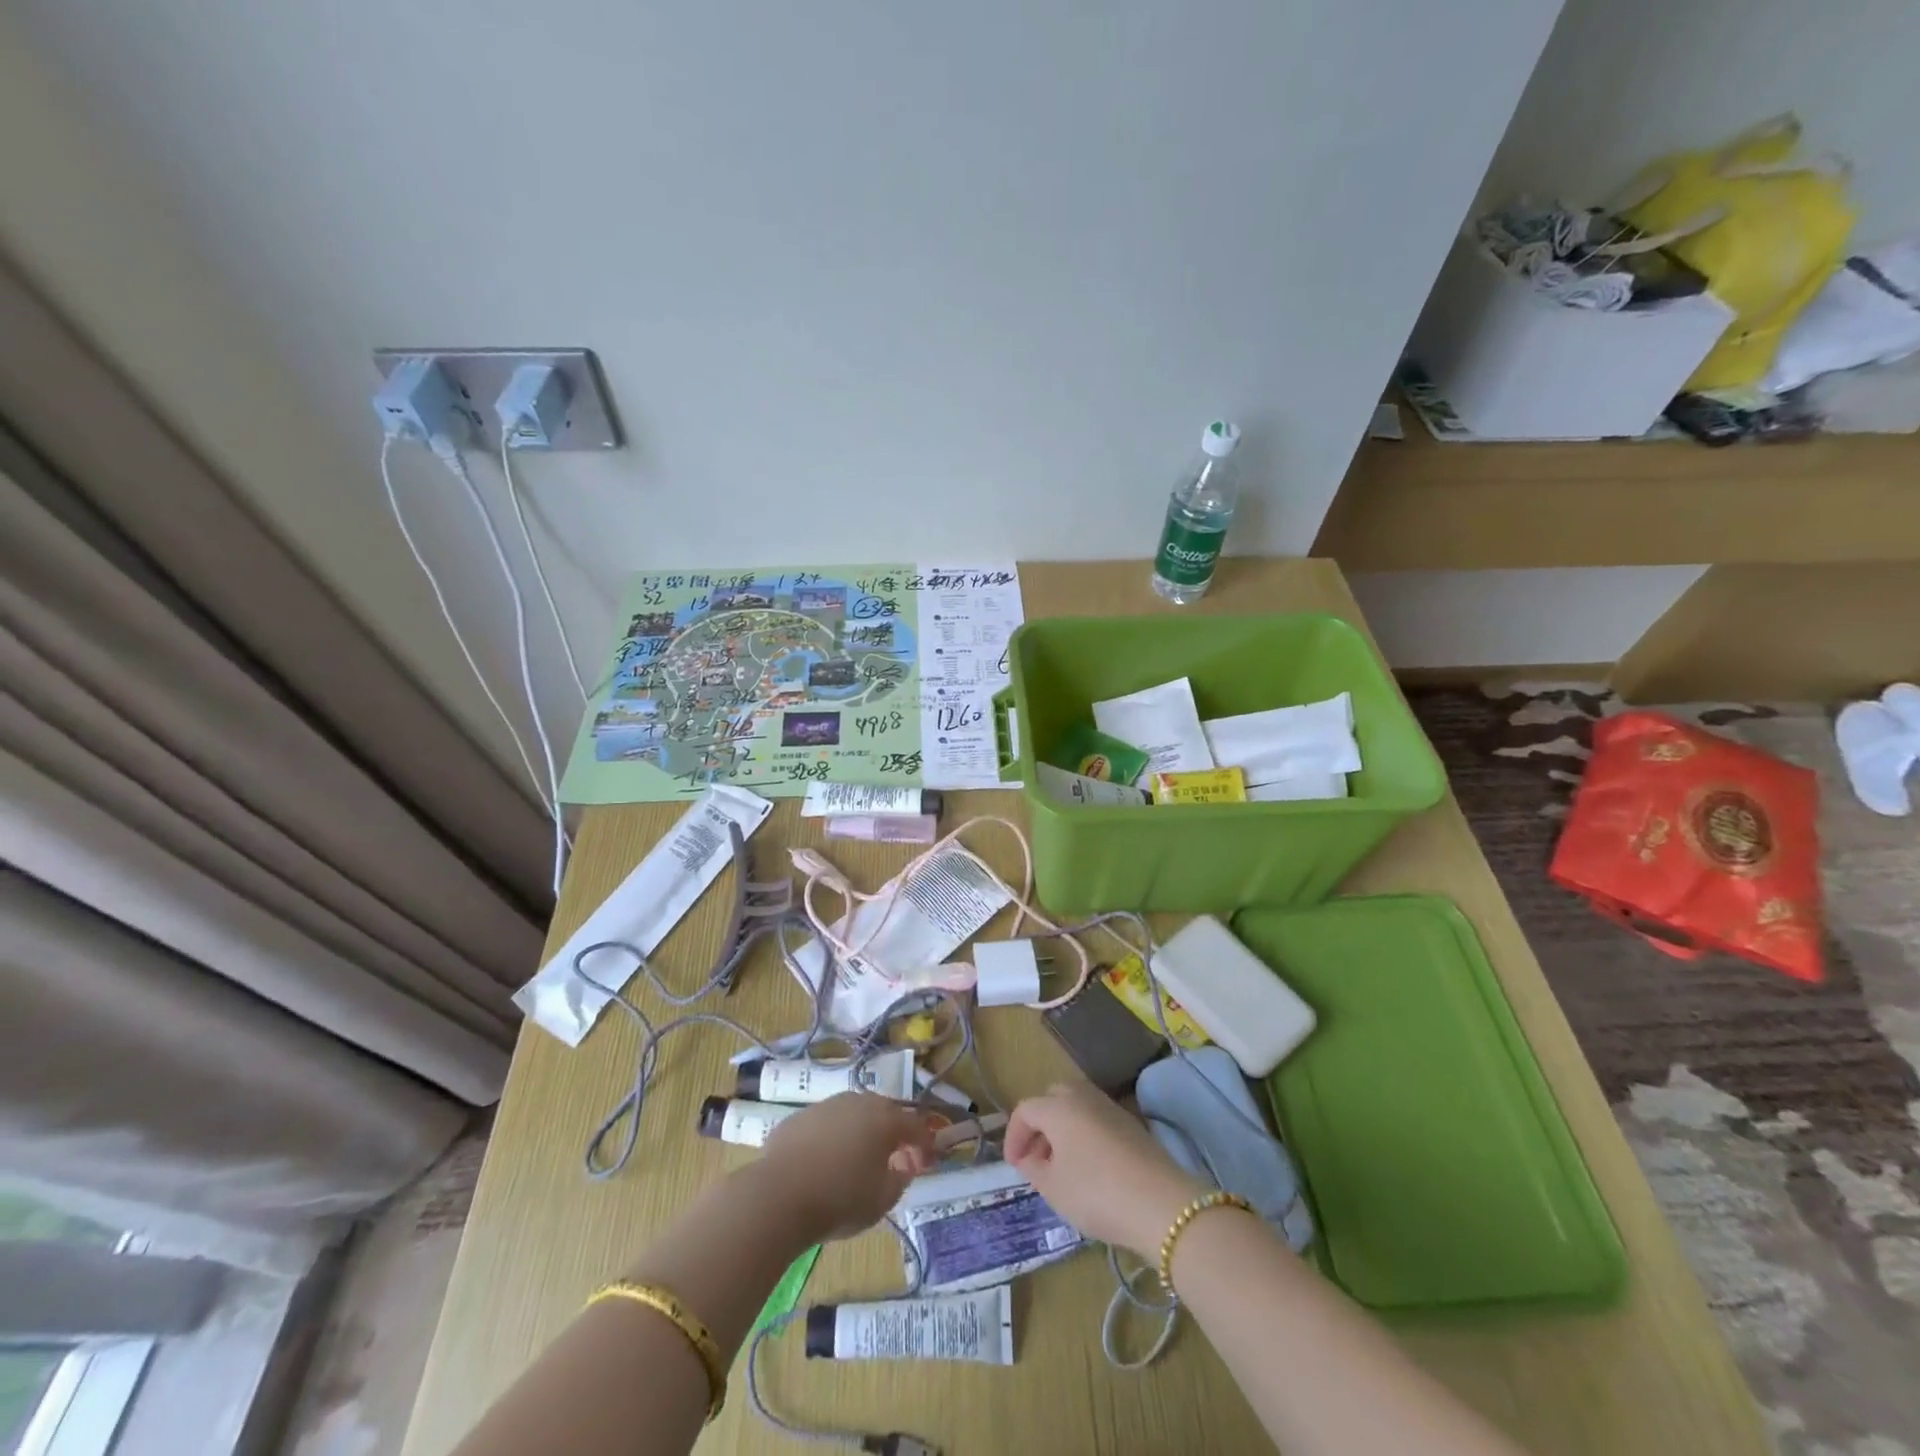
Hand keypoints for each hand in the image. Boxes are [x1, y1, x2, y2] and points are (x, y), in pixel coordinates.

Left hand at [757, 1093, 936, 1241]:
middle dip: (893, 1135)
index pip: (916, 1126)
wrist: (778, 1195)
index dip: (925, 1145)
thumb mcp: (882, 1199)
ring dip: (862, 1134)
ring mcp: (826, 1105)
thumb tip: (903, 1165)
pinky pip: (826, 1125)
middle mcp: (858, 1101)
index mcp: (885, 1118)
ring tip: (858, 1162)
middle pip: (885, 1114)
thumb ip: (900, 1178)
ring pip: (853, 1115)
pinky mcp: (799, 1117)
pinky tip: (825, 1164)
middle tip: (894, 1162)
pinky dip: (833, 1139)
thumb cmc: (840, 1198)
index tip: (926, 1164)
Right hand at [1005, 1081, 1207, 1258]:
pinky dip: (1085, 1135)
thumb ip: (1034, 1169)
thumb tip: (1029, 1158)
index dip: (1014, 1136)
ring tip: (1062, 1167)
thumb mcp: (1053, 1188)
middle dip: (1039, 1126)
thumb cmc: (1096, 1193)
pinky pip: (1097, 1120)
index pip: (1025, 1110)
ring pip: (1077, 1107)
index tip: (1014, 1166)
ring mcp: (1111, 1108)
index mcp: (1058, 1107)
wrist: (1161, 1204)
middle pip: (1052, 1099)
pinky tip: (1090, 1168)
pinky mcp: (1132, 1124)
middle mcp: (1083, 1096)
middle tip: (1037, 1159)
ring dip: (1063, 1130)